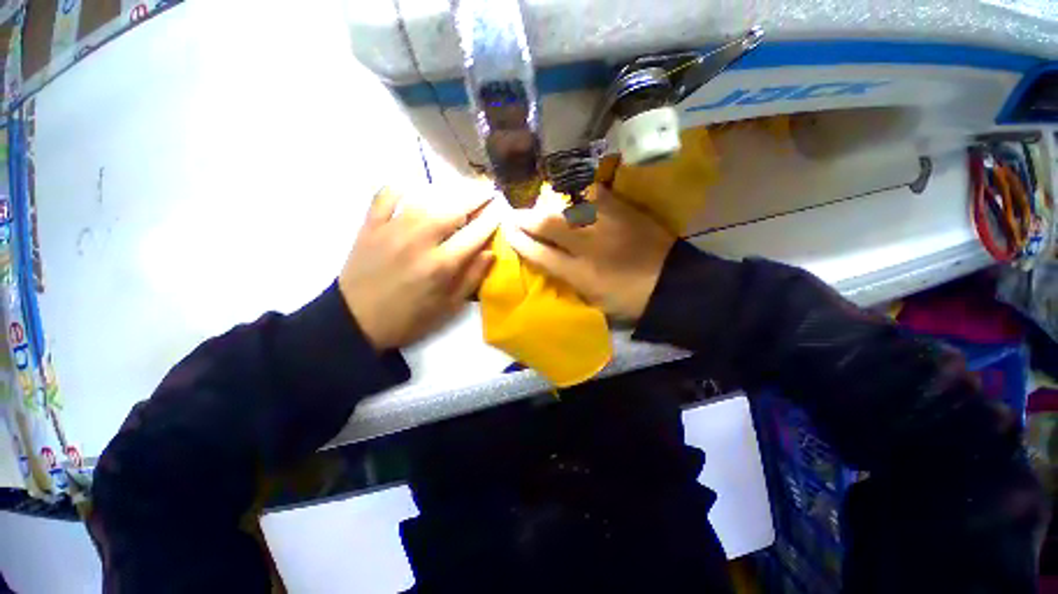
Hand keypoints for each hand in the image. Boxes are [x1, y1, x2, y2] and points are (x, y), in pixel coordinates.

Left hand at [339, 186, 499, 349]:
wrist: (355, 321)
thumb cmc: (408, 318)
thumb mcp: (448, 307)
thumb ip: (471, 278)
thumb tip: (490, 252)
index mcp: (441, 265)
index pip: (474, 234)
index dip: (490, 219)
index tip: (500, 208)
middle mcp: (419, 241)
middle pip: (453, 209)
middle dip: (475, 196)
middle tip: (487, 188)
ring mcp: (392, 229)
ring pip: (425, 199)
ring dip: (447, 192)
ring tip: (461, 188)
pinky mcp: (370, 225)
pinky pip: (386, 196)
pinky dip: (400, 188)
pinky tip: (411, 188)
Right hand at [504, 185, 675, 320]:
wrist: (671, 284)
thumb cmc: (627, 299)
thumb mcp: (592, 299)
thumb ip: (567, 278)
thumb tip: (548, 260)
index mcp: (580, 274)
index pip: (540, 254)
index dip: (520, 242)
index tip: (508, 231)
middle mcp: (588, 246)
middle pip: (549, 224)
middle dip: (526, 218)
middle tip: (515, 213)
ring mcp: (607, 225)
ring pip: (568, 206)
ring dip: (550, 204)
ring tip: (542, 205)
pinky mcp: (624, 211)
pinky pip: (596, 194)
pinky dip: (581, 194)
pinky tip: (574, 196)